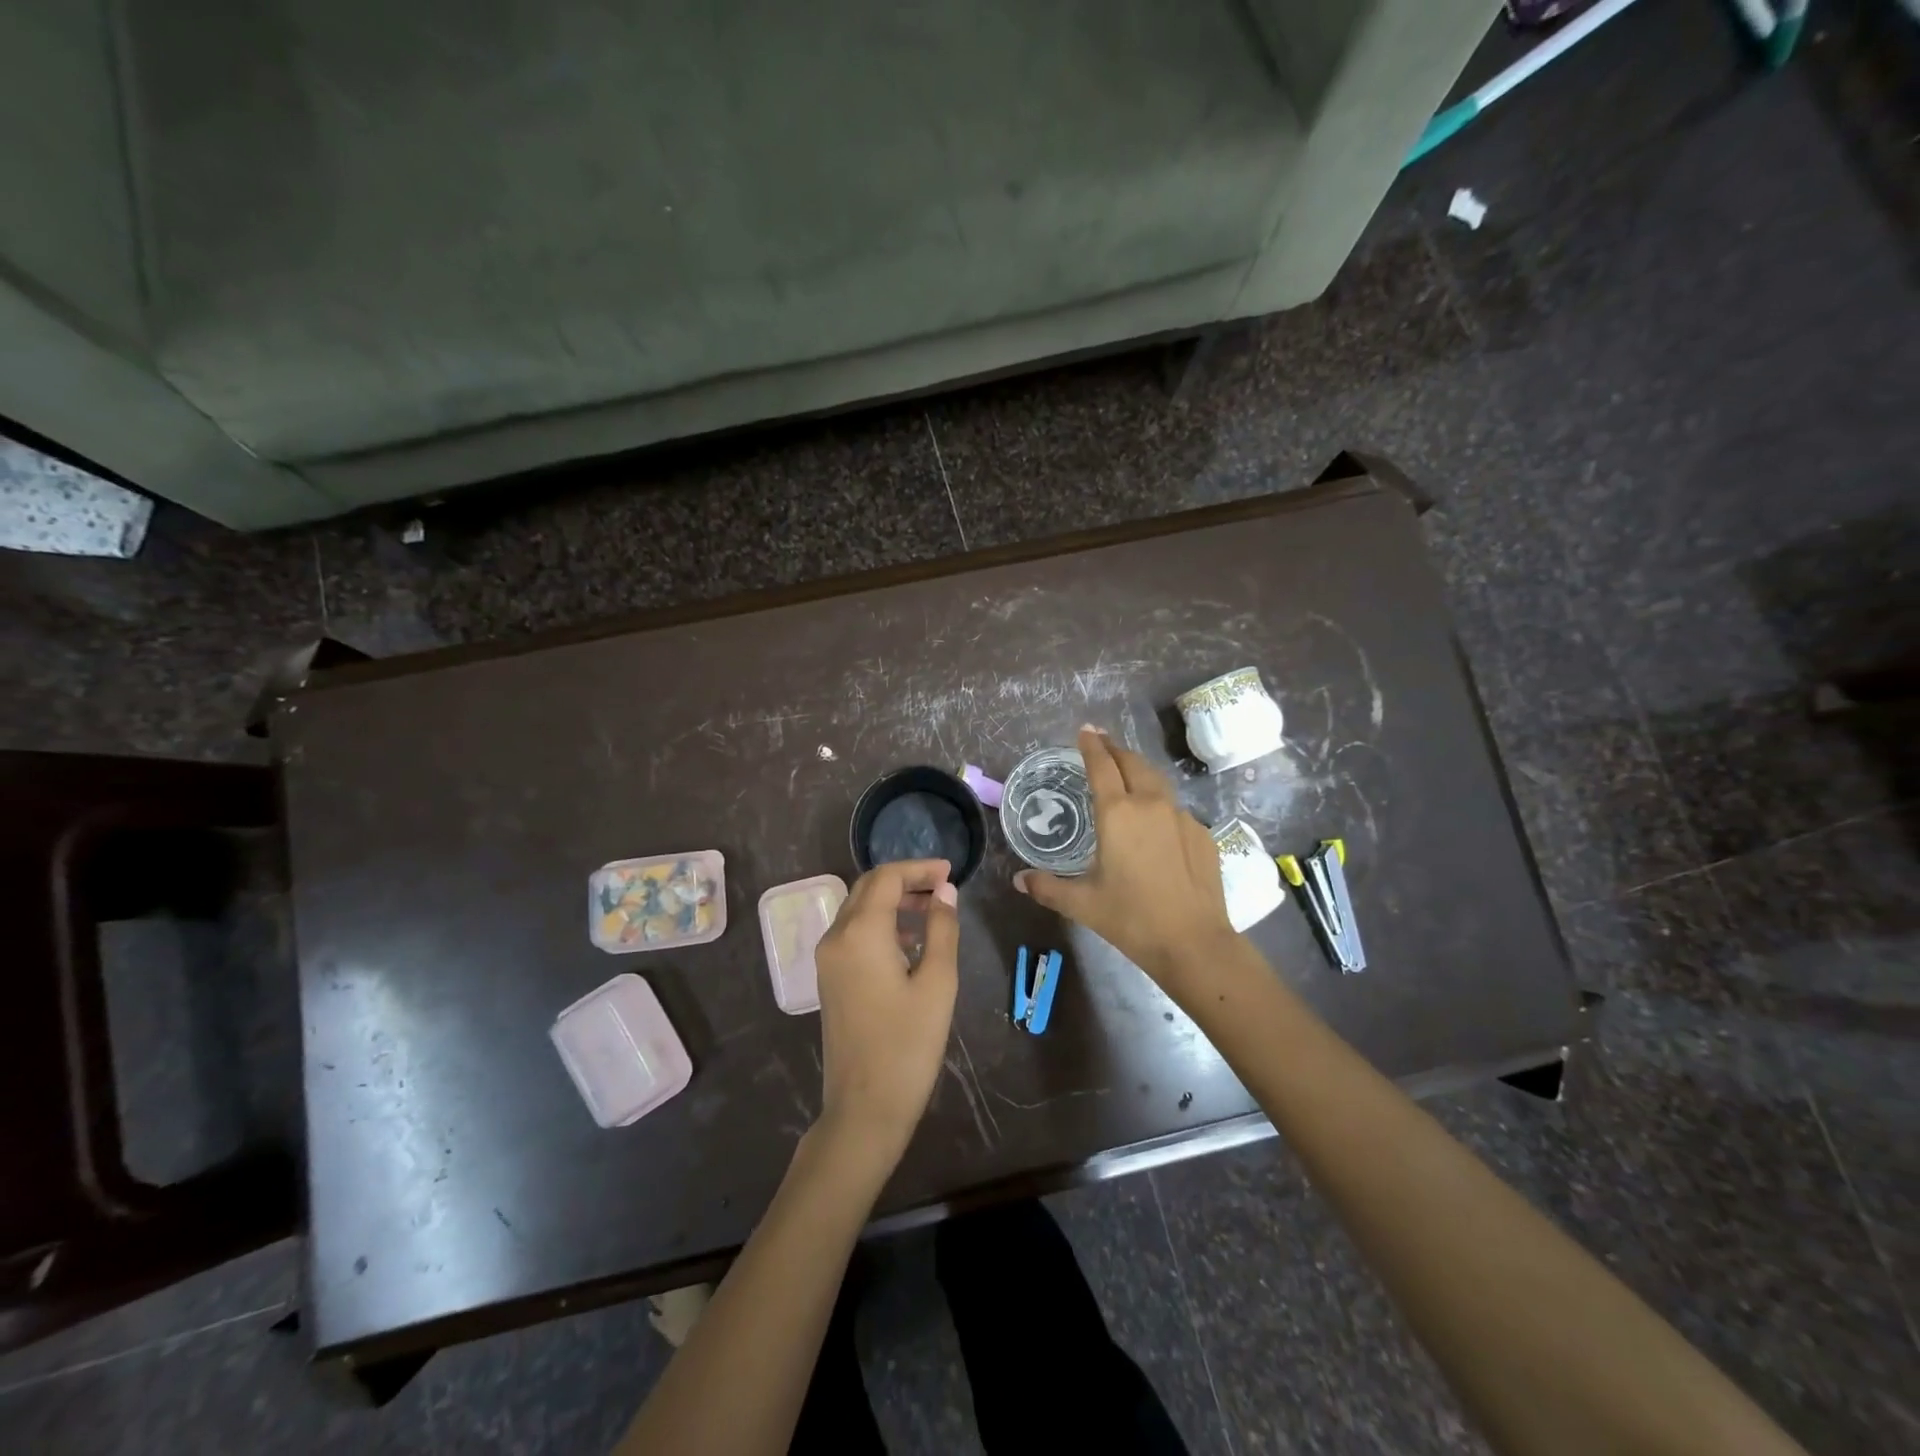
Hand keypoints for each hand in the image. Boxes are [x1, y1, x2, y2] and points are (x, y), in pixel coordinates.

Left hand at [813, 859, 959, 1171]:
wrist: (864, 1109)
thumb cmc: (908, 1045)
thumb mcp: (937, 983)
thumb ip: (942, 929)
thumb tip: (944, 891)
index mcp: (861, 932)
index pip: (887, 877)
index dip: (919, 868)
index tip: (951, 872)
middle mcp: (836, 936)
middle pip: (868, 888)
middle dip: (905, 880)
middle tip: (943, 887)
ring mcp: (827, 959)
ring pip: (858, 909)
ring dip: (893, 901)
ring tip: (933, 912)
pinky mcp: (829, 978)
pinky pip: (853, 933)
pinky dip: (880, 923)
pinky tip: (910, 942)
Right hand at [1014, 726, 1235, 985]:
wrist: (1193, 942)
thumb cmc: (1131, 918)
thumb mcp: (1082, 903)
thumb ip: (1048, 887)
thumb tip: (1019, 880)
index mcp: (1117, 813)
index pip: (1101, 765)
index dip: (1091, 745)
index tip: (1086, 730)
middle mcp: (1150, 804)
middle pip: (1132, 762)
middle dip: (1116, 749)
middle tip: (1103, 743)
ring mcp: (1182, 816)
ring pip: (1158, 781)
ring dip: (1139, 770)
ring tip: (1128, 772)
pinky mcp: (1203, 834)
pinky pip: (1176, 809)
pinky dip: (1161, 804)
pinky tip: (1157, 823)